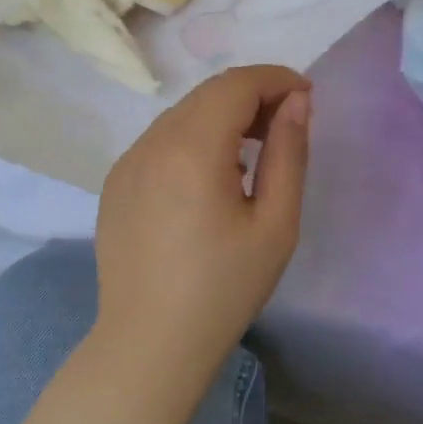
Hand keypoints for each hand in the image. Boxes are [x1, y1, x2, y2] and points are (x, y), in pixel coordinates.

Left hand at [93, 65, 311, 388]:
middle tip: (286, 124)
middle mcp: (151, 142)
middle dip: (251, 95)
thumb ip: (289, 152)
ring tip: (253, 151)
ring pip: (182, 115)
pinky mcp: (115, 183)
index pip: (236, 84)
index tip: (306, 97)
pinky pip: (160, 141)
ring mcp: (127, 161)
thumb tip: (296, 102)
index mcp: (191, 147)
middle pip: (207, 94)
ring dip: (221, 116)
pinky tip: (210, 177)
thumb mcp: (275, 224)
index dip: (276, 79)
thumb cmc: (223, 289)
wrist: (149, 343)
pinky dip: (192, 139)